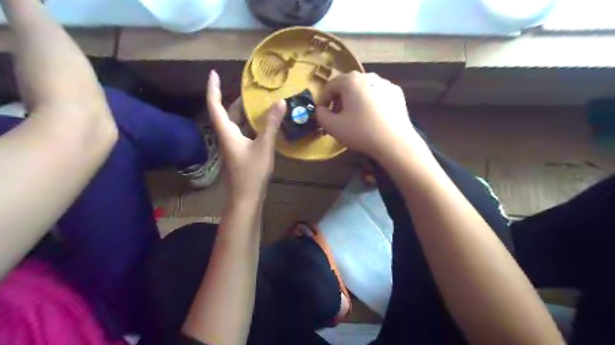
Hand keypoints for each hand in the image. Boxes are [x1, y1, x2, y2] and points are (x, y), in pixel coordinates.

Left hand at [205, 70, 284, 199]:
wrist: (246, 197)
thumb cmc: (251, 172)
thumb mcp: (264, 146)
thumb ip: (272, 124)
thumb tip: (281, 102)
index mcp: (227, 132)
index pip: (214, 106)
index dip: (213, 88)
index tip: (213, 73)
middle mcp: (227, 136)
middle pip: (226, 113)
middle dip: (235, 100)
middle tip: (250, 90)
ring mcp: (233, 145)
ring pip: (236, 123)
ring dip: (244, 112)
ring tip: (258, 102)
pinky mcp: (240, 152)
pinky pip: (243, 132)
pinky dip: (251, 124)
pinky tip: (263, 123)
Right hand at [318, 73, 418, 158]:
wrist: (394, 142)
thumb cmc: (360, 132)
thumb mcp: (333, 127)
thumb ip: (321, 115)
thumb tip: (321, 109)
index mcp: (351, 80)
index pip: (330, 86)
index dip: (323, 100)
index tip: (323, 113)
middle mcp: (368, 76)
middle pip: (348, 86)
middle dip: (340, 100)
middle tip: (338, 116)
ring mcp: (385, 83)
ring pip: (364, 89)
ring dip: (356, 100)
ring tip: (356, 117)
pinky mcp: (397, 93)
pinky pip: (378, 95)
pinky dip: (371, 103)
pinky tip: (373, 118)